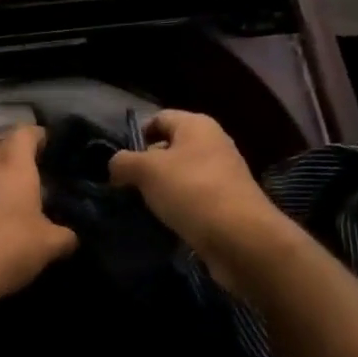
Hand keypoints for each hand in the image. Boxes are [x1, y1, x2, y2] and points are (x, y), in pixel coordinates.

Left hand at [0, 125, 76, 326]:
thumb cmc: (0, 249)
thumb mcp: (47, 247)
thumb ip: (65, 236)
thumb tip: (70, 236)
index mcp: (11, 162)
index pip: (28, 131)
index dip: (43, 138)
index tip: (55, 154)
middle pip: (4, 151)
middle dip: (20, 166)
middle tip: (39, 189)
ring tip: (12, 212)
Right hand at [109, 111, 287, 283]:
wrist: (241, 238)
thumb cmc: (192, 191)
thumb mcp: (147, 171)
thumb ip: (123, 162)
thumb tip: (116, 166)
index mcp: (196, 125)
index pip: (159, 118)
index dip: (136, 136)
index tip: (119, 162)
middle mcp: (212, 143)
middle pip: (170, 147)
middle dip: (146, 166)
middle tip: (125, 187)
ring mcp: (222, 174)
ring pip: (181, 175)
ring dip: (161, 190)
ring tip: (141, 208)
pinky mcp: (227, 203)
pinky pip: (194, 199)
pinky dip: (178, 208)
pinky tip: (165, 223)